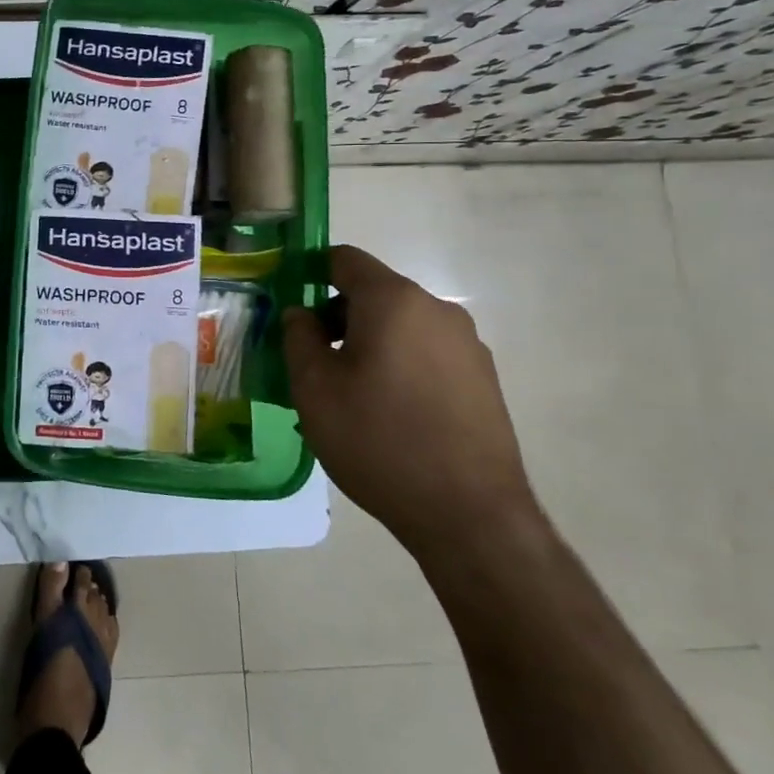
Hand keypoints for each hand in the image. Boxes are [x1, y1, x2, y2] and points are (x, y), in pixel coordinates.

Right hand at [282, 244, 538, 560]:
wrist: (469, 514)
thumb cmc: (377, 439)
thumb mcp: (314, 387)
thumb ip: (298, 337)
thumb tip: (300, 313)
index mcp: (393, 301)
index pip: (344, 259)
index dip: (309, 272)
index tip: (289, 308)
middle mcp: (436, 310)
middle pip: (374, 294)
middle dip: (336, 317)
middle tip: (312, 362)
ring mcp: (467, 345)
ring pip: (401, 326)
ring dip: (368, 344)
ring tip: (349, 395)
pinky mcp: (483, 379)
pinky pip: (426, 354)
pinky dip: (399, 366)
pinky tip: (388, 414)